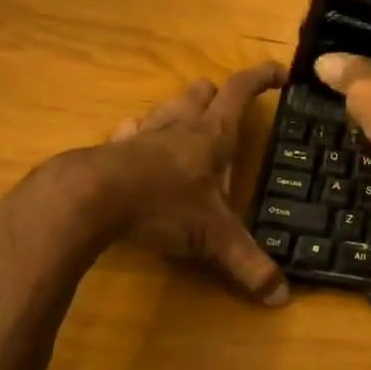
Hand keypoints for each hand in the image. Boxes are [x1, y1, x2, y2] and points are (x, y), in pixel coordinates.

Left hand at [0, 62, 290, 306]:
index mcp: (211, 136)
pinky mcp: (113, 150)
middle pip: (201, 93)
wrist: (89, 200)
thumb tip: (281, 297)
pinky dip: (139, 134)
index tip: (280, 72)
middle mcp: (179, 127)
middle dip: (217, 96)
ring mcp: (143, 135)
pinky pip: (130, 132)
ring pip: (166, 108)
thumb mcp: (214, 238)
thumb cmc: (163, 206)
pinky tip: (136, 144)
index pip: (241, 91)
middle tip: (228, 111)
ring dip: (179, 111)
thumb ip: (248, 264)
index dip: (261, 77)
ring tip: (187, 126)